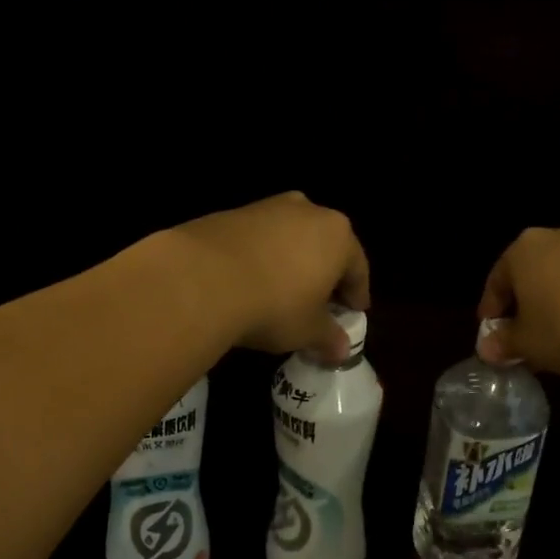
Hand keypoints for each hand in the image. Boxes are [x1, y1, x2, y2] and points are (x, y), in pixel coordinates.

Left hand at [170, 192, 369, 361]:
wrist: (202, 278)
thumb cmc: (274, 305)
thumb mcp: (307, 330)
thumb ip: (329, 337)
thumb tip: (342, 351)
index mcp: (338, 235)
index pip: (358, 268)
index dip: (357, 294)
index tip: (354, 312)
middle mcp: (308, 211)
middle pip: (326, 246)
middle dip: (325, 274)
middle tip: (322, 302)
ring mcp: (268, 207)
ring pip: (291, 238)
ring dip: (293, 262)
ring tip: (284, 291)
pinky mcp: (232, 212)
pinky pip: (259, 239)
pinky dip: (262, 257)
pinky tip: (251, 281)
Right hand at [477, 225, 559, 375]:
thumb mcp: (527, 343)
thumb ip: (504, 343)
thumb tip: (488, 348)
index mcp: (522, 249)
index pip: (497, 280)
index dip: (492, 311)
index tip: (492, 336)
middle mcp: (557, 237)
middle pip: (532, 273)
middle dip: (527, 305)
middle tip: (525, 337)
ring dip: (558, 302)